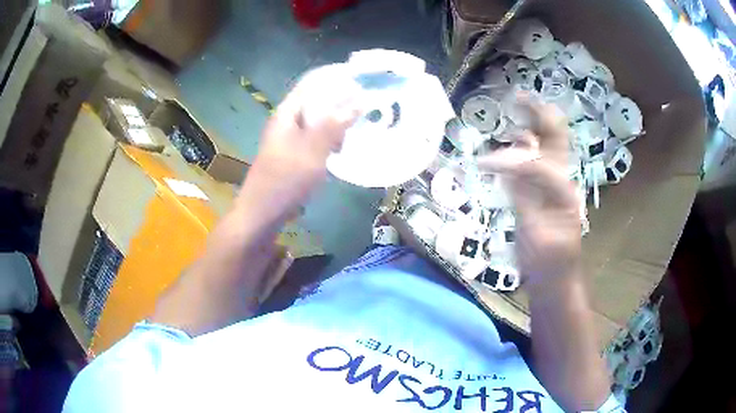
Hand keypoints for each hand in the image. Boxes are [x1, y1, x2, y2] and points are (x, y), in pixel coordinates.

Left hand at [236, 66, 360, 223]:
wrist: (261, 214)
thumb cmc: (285, 180)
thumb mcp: (313, 150)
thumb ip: (335, 124)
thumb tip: (359, 100)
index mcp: (288, 112)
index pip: (313, 81)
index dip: (336, 75)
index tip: (362, 76)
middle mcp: (287, 120)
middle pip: (317, 98)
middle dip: (341, 98)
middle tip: (367, 104)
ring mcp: (289, 138)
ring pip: (317, 119)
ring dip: (337, 119)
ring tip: (358, 126)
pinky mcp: (293, 154)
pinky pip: (315, 137)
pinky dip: (330, 137)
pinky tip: (341, 147)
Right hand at [477, 97, 581, 290]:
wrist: (556, 280)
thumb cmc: (547, 264)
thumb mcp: (533, 236)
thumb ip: (523, 197)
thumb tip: (507, 165)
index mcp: (562, 190)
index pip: (534, 162)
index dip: (507, 160)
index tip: (480, 165)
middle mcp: (562, 179)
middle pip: (555, 136)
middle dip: (538, 113)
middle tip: (518, 96)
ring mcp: (554, 184)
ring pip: (547, 143)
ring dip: (533, 123)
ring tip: (516, 105)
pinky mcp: (545, 191)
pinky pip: (536, 159)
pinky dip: (526, 143)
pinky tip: (516, 136)